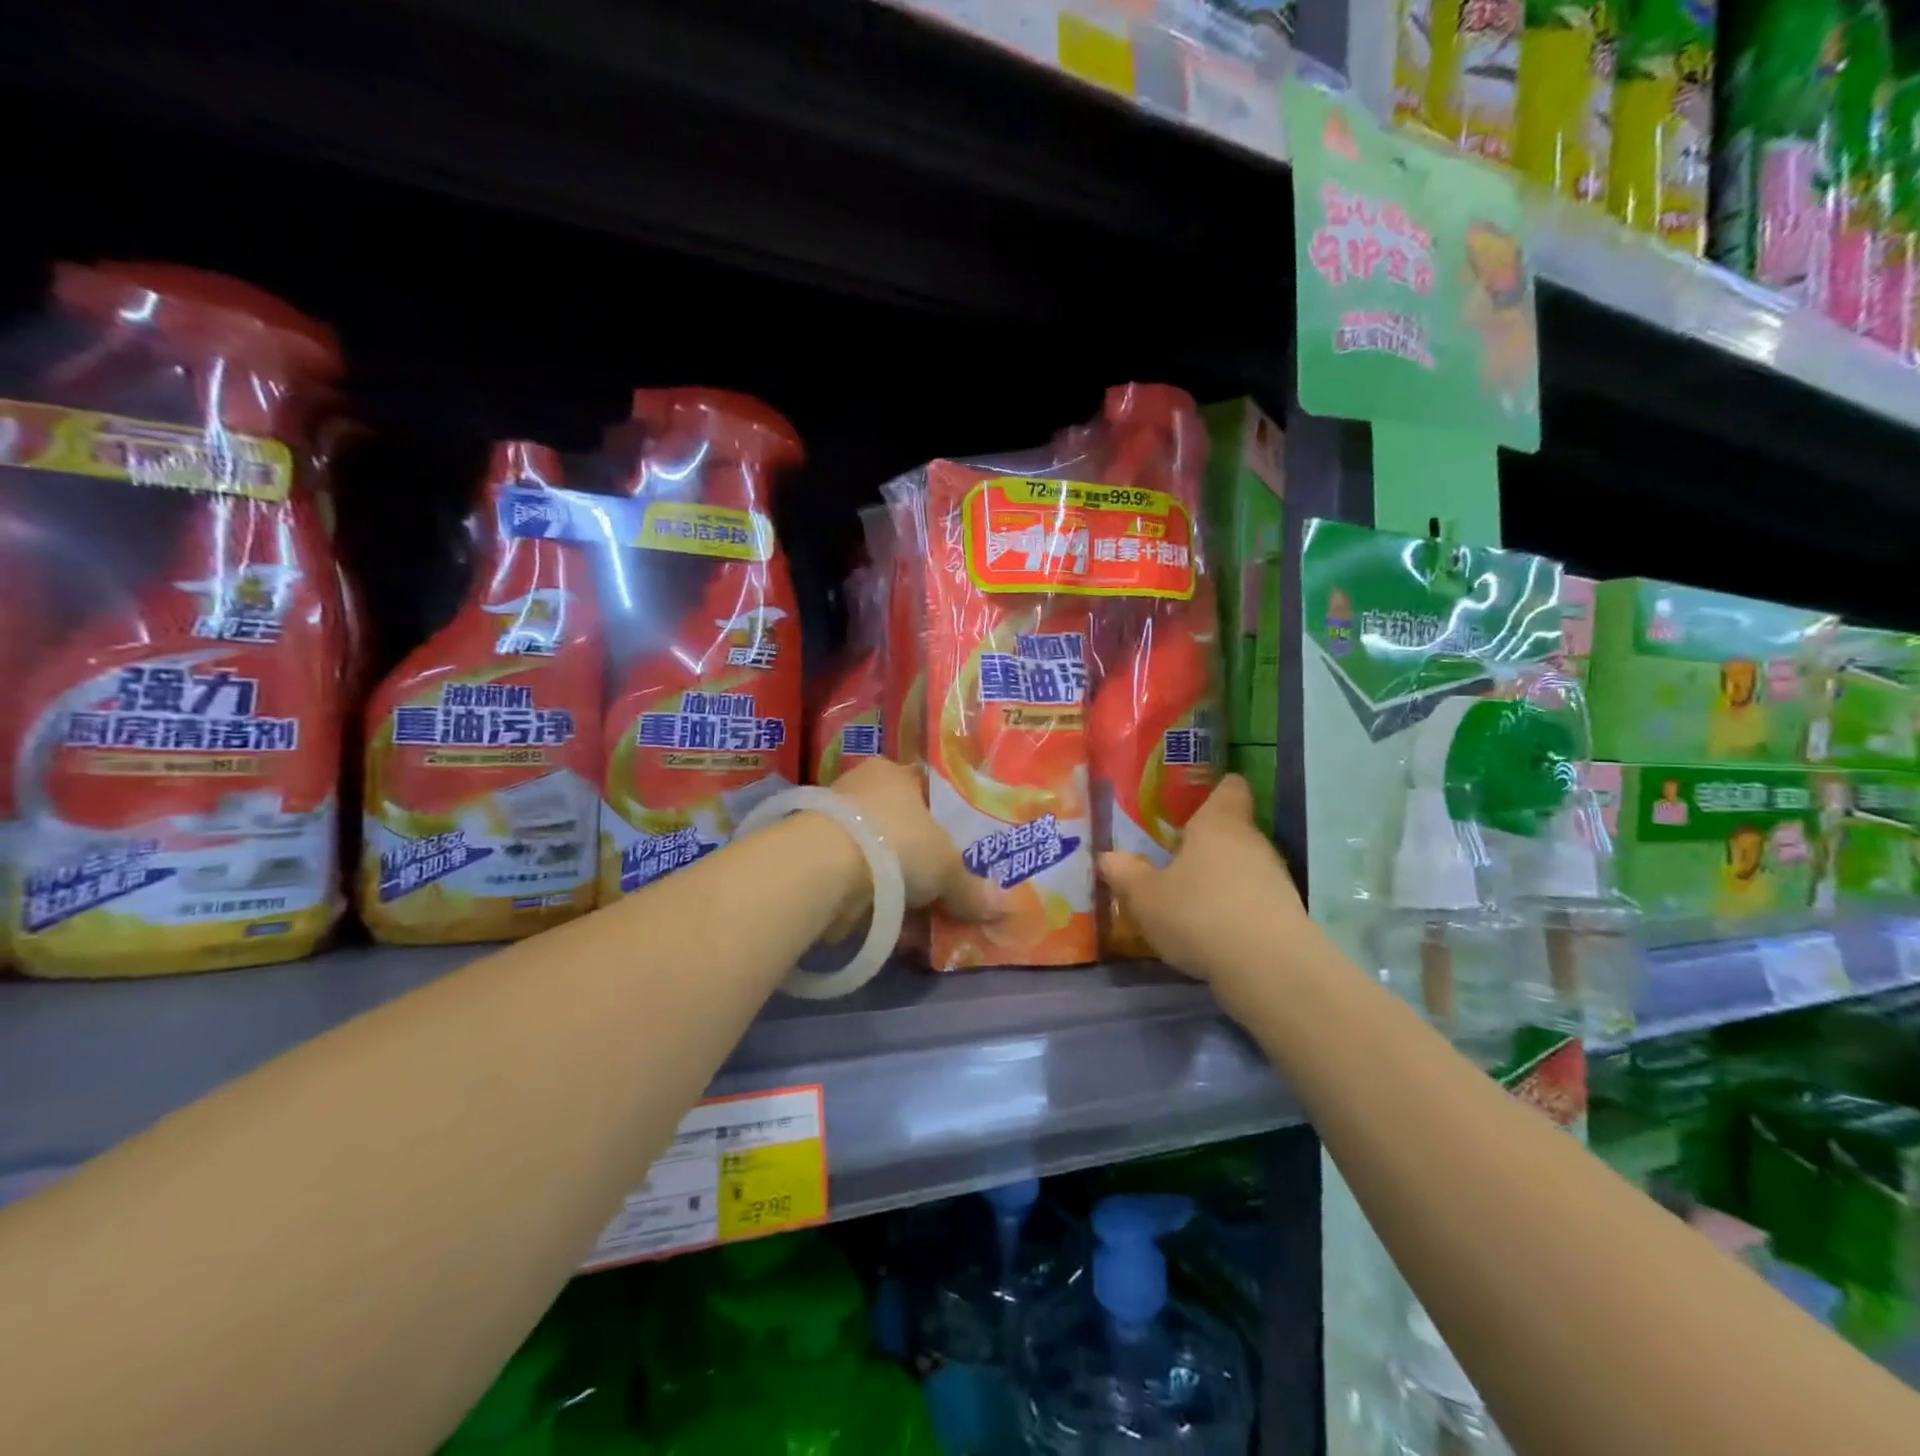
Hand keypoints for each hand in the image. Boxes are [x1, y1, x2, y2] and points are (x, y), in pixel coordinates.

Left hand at [828, 757, 1007, 923]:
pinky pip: (857, 884)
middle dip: (921, 863)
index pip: (924, 790)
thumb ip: (972, 888)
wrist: (824, 870)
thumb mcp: (946, 867)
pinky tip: (894, 929)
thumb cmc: (896, 843)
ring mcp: (834, 826)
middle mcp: (860, 791)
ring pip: (879, 860)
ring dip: (898, 889)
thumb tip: (1007, 907)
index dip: (943, 819)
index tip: (958, 848)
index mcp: (893, 773)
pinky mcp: (815, 861)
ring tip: (924, 920)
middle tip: (945, 890)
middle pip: (901, 828)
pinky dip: (874, 905)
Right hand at [1097, 775, 1307, 1018]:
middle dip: (1206, 843)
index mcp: (1218, 822)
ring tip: (1189, 898)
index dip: (1214, 790)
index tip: (1190, 803)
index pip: (1230, 787)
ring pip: (1244, 866)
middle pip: (1234, 829)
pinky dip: (1235, 908)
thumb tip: (1107, 856)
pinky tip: (1212, 929)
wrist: (1268, 969)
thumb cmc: (1198, 913)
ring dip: (1221, 878)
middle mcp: (1252, 841)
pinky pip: (1254, 899)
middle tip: (1173, 857)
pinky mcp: (1287, 914)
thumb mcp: (1145, 896)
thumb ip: (1125, 874)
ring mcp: (1276, 878)